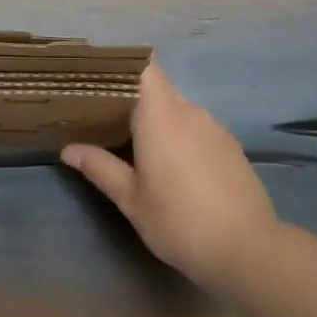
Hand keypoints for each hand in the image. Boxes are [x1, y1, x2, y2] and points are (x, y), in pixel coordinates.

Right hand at [62, 62, 282, 288]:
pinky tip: (168, 164)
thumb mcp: (130, 199)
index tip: (97, 77)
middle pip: (157, 89)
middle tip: (100, 115)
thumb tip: (69, 149)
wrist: (247, 250)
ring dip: (155, 119)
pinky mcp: (230, 147)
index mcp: (162, 116)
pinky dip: (177, 135)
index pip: (144, 68)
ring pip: (177, 110)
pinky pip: (196, 128)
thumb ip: (99, 167)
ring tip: (130, 140)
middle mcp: (190, 112)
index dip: (121, 66)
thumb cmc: (179, 220)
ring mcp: (215, 129)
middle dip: (130, 98)